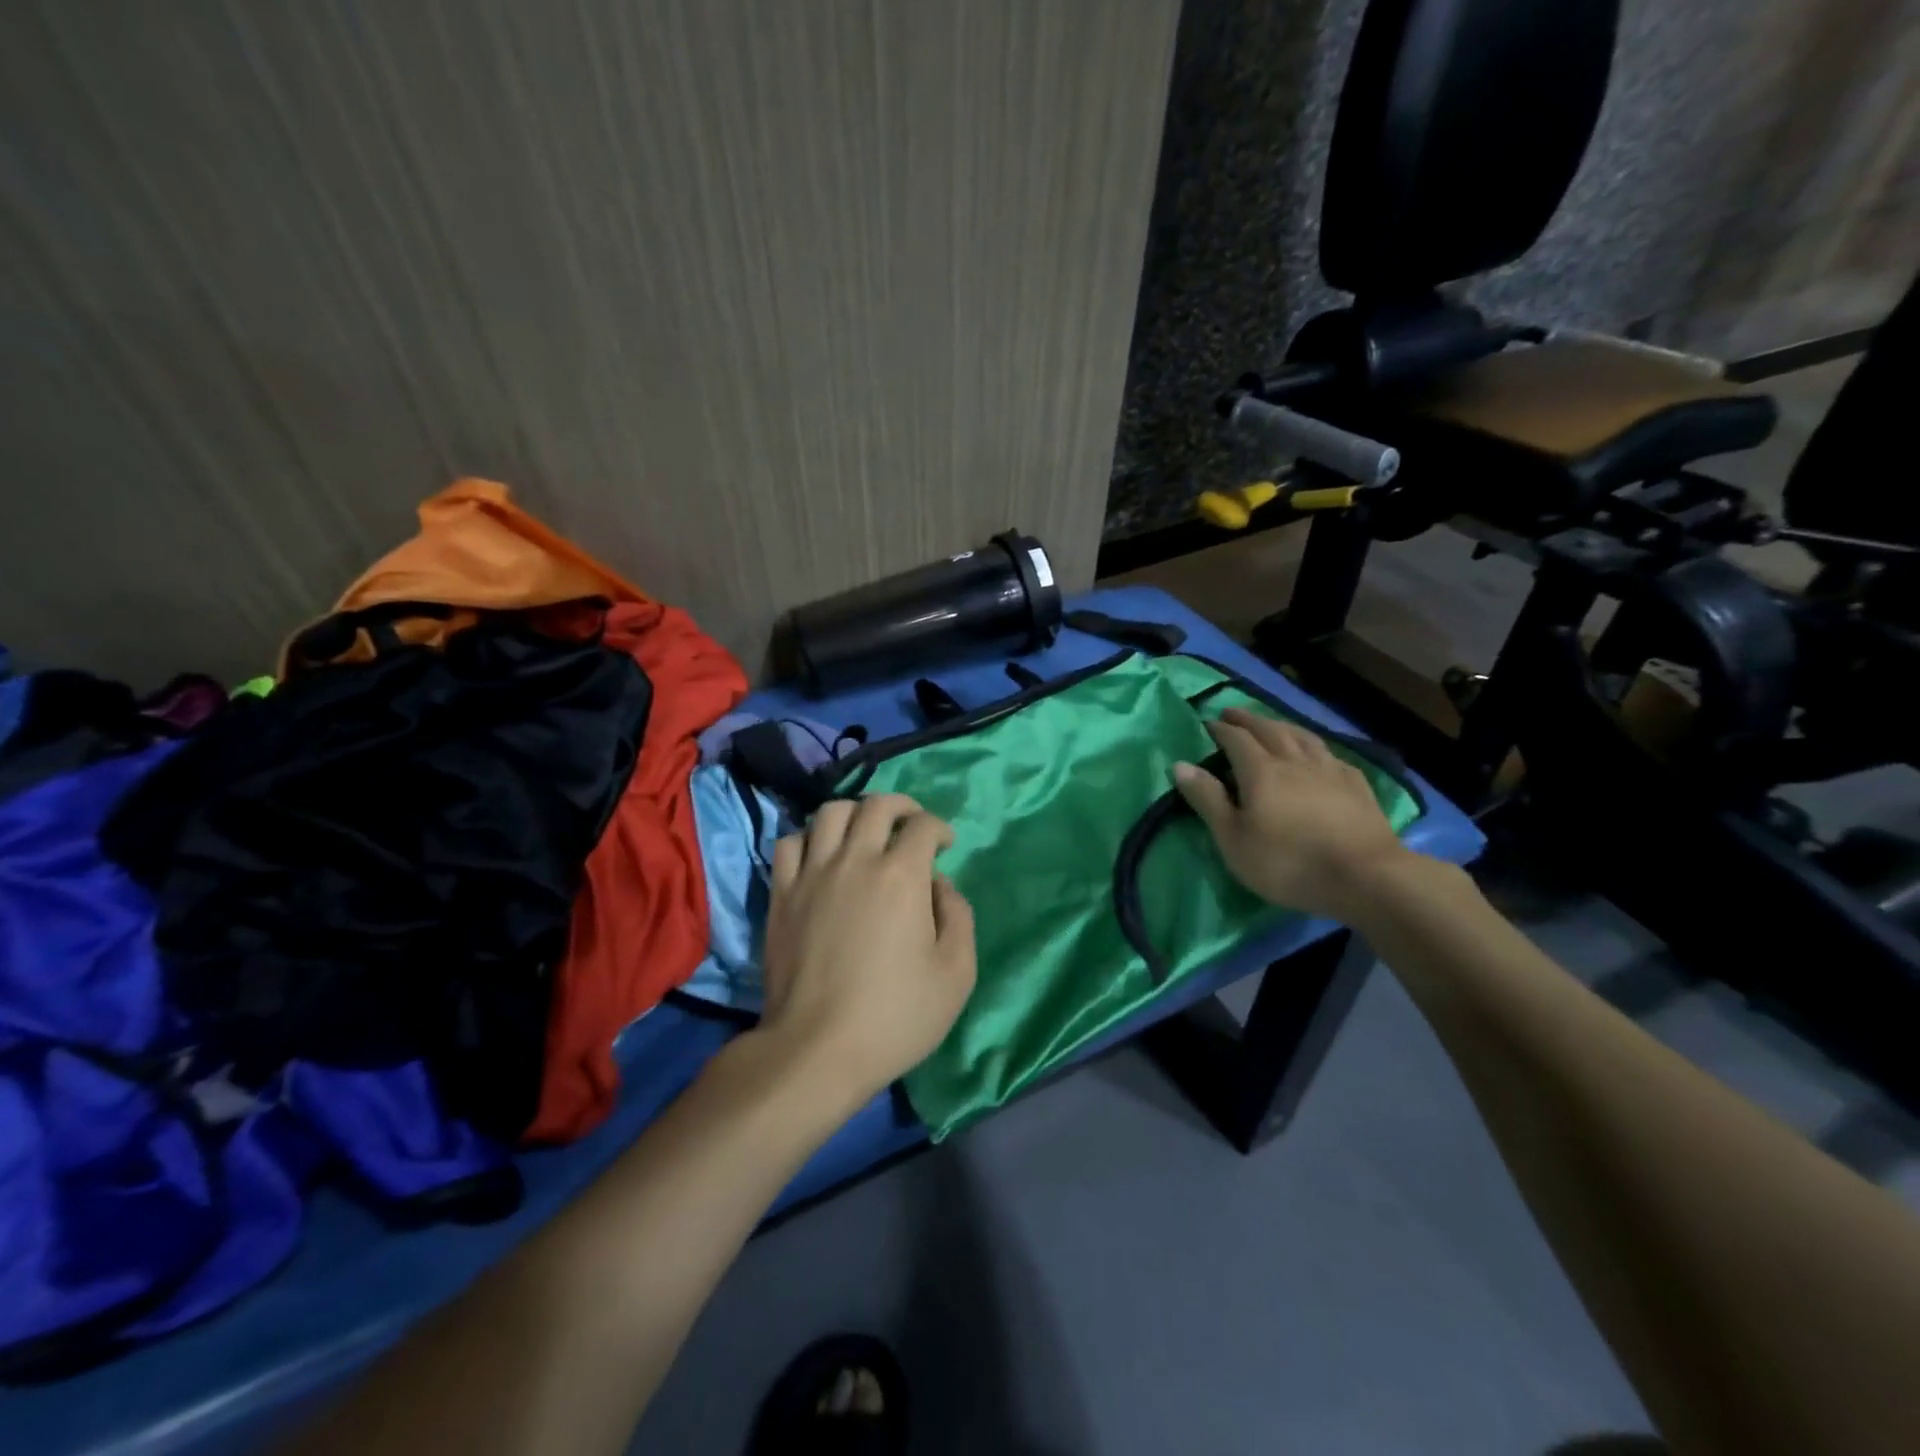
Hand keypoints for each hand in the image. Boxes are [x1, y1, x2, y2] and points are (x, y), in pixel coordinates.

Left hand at [761, 794, 977, 1104]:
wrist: (817, 1048)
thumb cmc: (895, 1015)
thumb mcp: (955, 974)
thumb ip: (958, 916)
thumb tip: (939, 884)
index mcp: (901, 876)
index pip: (923, 825)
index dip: (939, 827)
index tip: (944, 845)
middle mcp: (856, 860)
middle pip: (877, 805)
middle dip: (902, 806)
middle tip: (911, 824)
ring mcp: (812, 874)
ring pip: (830, 812)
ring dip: (855, 813)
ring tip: (865, 831)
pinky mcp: (781, 893)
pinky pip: (790, 842)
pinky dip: (810, 838)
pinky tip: (821, 855)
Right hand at [1173, 707, 1413, 921]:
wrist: (1366, 876)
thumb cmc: (1288, 862)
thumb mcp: (1234, 838)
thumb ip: (1207, 799)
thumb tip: (1180, 764)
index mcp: (1261, 771)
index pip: (1236, 739)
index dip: (1220, 729)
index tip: (1208, 723)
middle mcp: (1294, 760)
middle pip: (1269, 730)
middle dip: (1248, 719)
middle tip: (1232, 713)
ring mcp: (1329, 770)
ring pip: (1302, 736)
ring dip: (1282, 725)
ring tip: (1271, 724)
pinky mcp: (1356, 785)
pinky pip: (1330, 754)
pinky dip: (1314, 746)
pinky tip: (1317, 754)